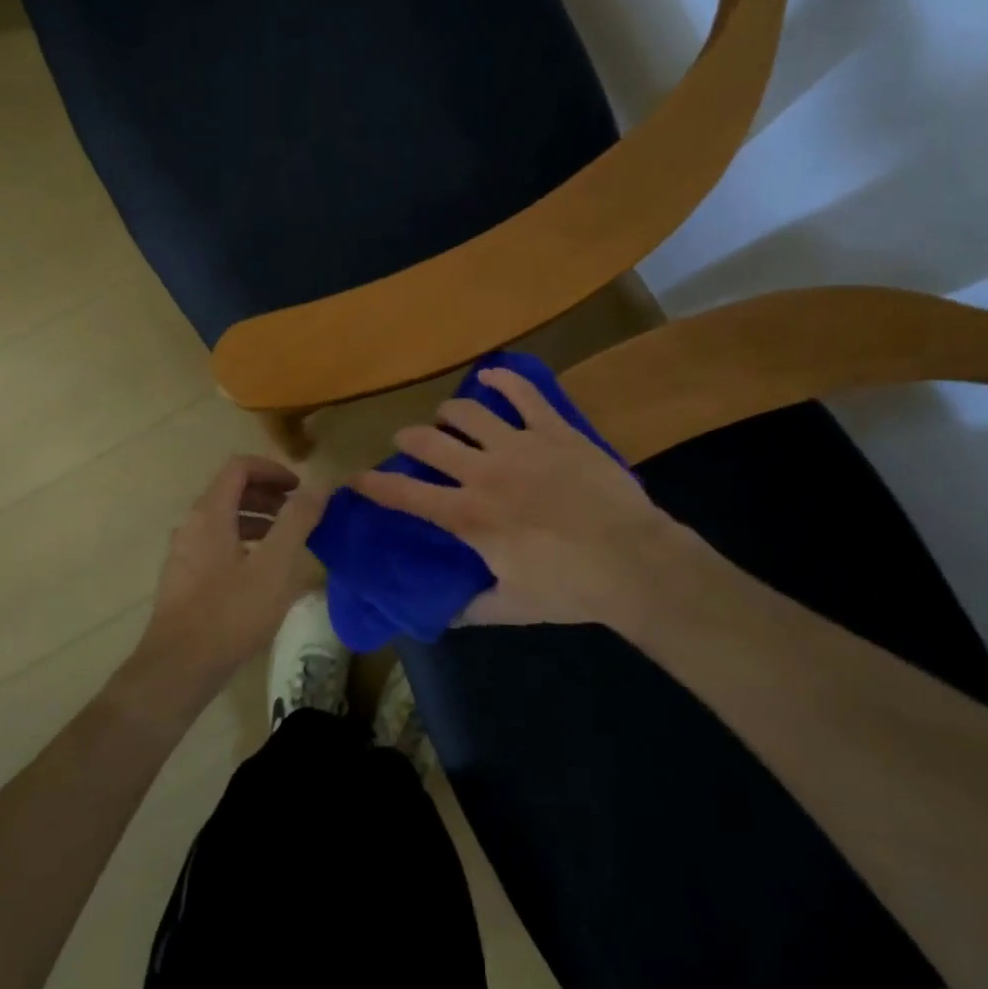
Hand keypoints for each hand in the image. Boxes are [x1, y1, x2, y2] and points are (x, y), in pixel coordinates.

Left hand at [134, 455, 330, 688]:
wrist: (179, 669)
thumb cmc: (231, 612)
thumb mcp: (275, 565)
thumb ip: (298, 520)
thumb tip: (318, 484)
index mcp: (210, 514)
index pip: (239, 467)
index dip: (272, 469)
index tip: (299, 488)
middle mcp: (191, 526)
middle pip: (230, 492)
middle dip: (268, 496)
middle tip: (299, 514)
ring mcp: (184, 554)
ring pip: (224, 521)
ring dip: (258, 521)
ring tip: (288, 544)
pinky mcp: (184, 581)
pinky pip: (217, 546)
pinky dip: (244, 545)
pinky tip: (263, 575)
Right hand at [356, 368, 702, 637]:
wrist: (632, 560)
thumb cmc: (570, 588)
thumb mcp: (512, 607)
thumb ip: (472, 608)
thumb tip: (444, 614)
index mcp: (469, 516)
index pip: (406, 495)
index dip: (374, 485)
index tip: (355, 478)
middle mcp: (484, 472)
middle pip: (429, 442)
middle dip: (408, 439)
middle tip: (406, 443)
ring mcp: (519, 445)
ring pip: (467, 411)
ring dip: (447, 412)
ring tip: (446, 417)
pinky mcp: (554, 430)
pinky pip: (523, 393)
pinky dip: (502, 378)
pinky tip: (490, 375)